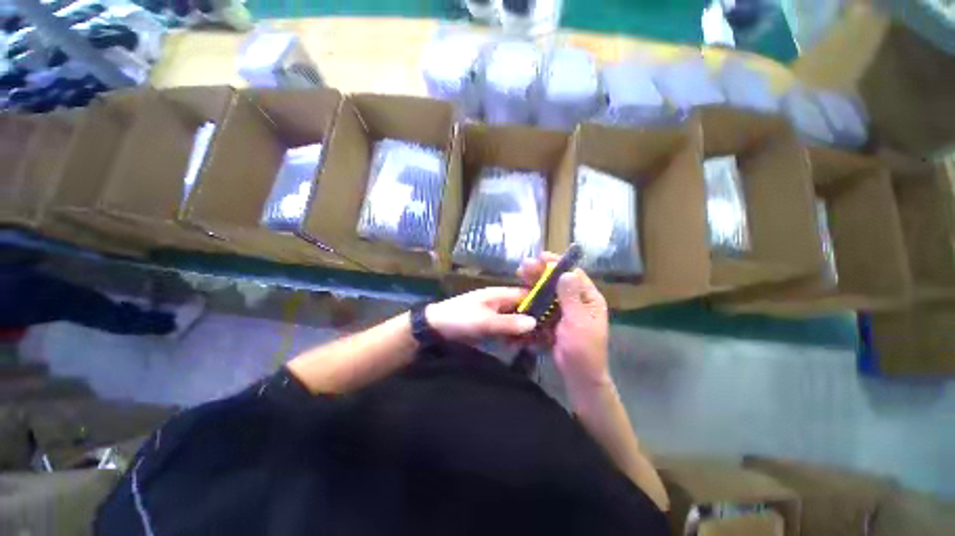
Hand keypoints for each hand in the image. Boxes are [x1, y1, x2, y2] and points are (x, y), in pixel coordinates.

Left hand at [425, 287, 536, 341]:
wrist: (434, 328)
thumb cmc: (459, 318)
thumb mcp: (484, 321)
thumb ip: (509, 323)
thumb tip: (535, 322)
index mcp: (500, 294)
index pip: (526, 295)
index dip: (540, 304)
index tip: (554, 319)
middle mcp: (500, 302)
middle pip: (523, 309)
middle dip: (533, 322)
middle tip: (545, 338)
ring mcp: (495, 314)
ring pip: (516, 321)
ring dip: (524, 332)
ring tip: (533, 345)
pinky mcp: (490, 326)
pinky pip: (507, 330)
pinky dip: (513, 337)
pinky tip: (518, 347)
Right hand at [518, 253, 610, 395]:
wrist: (578, 376)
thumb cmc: (584, 350)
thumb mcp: (579, 322)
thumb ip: (571, 298)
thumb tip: (566, 273)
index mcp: (589, 299)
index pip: (574, 275)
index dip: (558, 264)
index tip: (541, 257)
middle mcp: (577, 301)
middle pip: (558, 282)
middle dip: (541, 272)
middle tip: (524, 265)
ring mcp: (564, 311)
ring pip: (548, 292)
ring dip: (535, 283)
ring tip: (520, 274)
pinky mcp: (553, 320)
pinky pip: (542, 305)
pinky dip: (532, 298)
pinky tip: (521, 293)